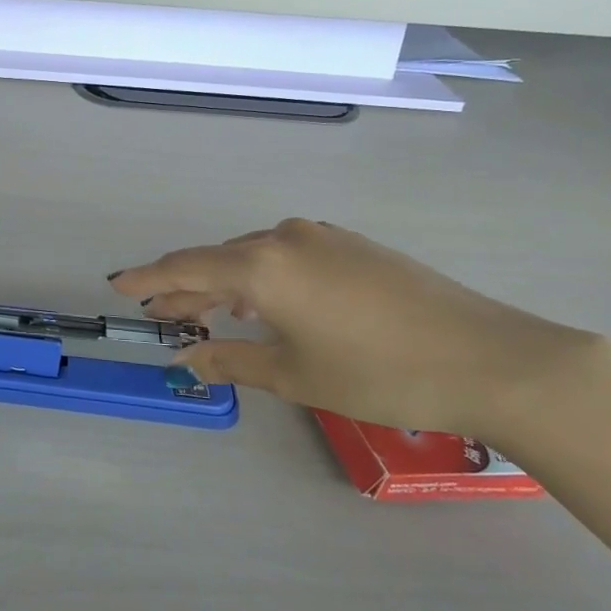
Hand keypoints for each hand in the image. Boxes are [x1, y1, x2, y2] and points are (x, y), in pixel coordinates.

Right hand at [110, 219, 604, 437]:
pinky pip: (285, 255)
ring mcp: (322, 237)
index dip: (148, 279)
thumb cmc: (380, 373)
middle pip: (217, 260)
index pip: (185, 267)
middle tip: (164, 317)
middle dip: (187, 289)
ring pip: (252, 256)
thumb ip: (231, 360)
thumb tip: (188, 358)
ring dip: (225, 283)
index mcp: (261, 265)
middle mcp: (284, 238)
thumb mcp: (294, 374)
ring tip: (211, 314)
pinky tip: (266, 304)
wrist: (492, 358)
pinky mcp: (352, 245)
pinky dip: (261, 277)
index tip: (117, 285)